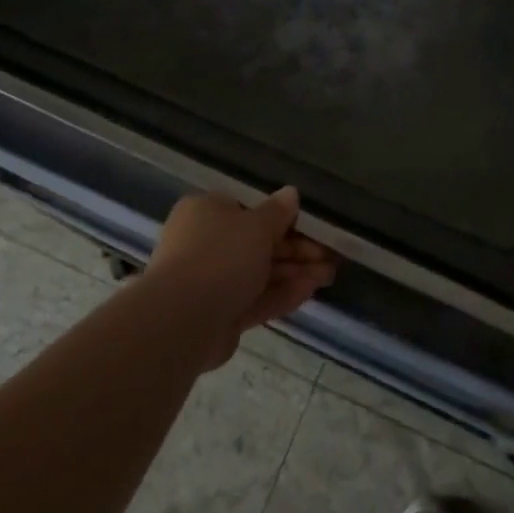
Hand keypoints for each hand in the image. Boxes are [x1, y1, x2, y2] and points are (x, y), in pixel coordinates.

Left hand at [143, 187, 337, 368]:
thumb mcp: (257, 226)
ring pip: (259, 274)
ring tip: (329, 275)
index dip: (283, 219)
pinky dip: (282, 294)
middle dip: (296, 250)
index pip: (248, 211)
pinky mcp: (219, 315)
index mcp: (206, 212)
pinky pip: (255, 299)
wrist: (183, 319)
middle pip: (256, 244)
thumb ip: (278, 212)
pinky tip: (311, 291)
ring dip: (294, 273)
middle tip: (329, 256)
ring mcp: (210, 282)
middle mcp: (204, 244)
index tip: (313, 228)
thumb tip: (291, 193)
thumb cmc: (221, 255)